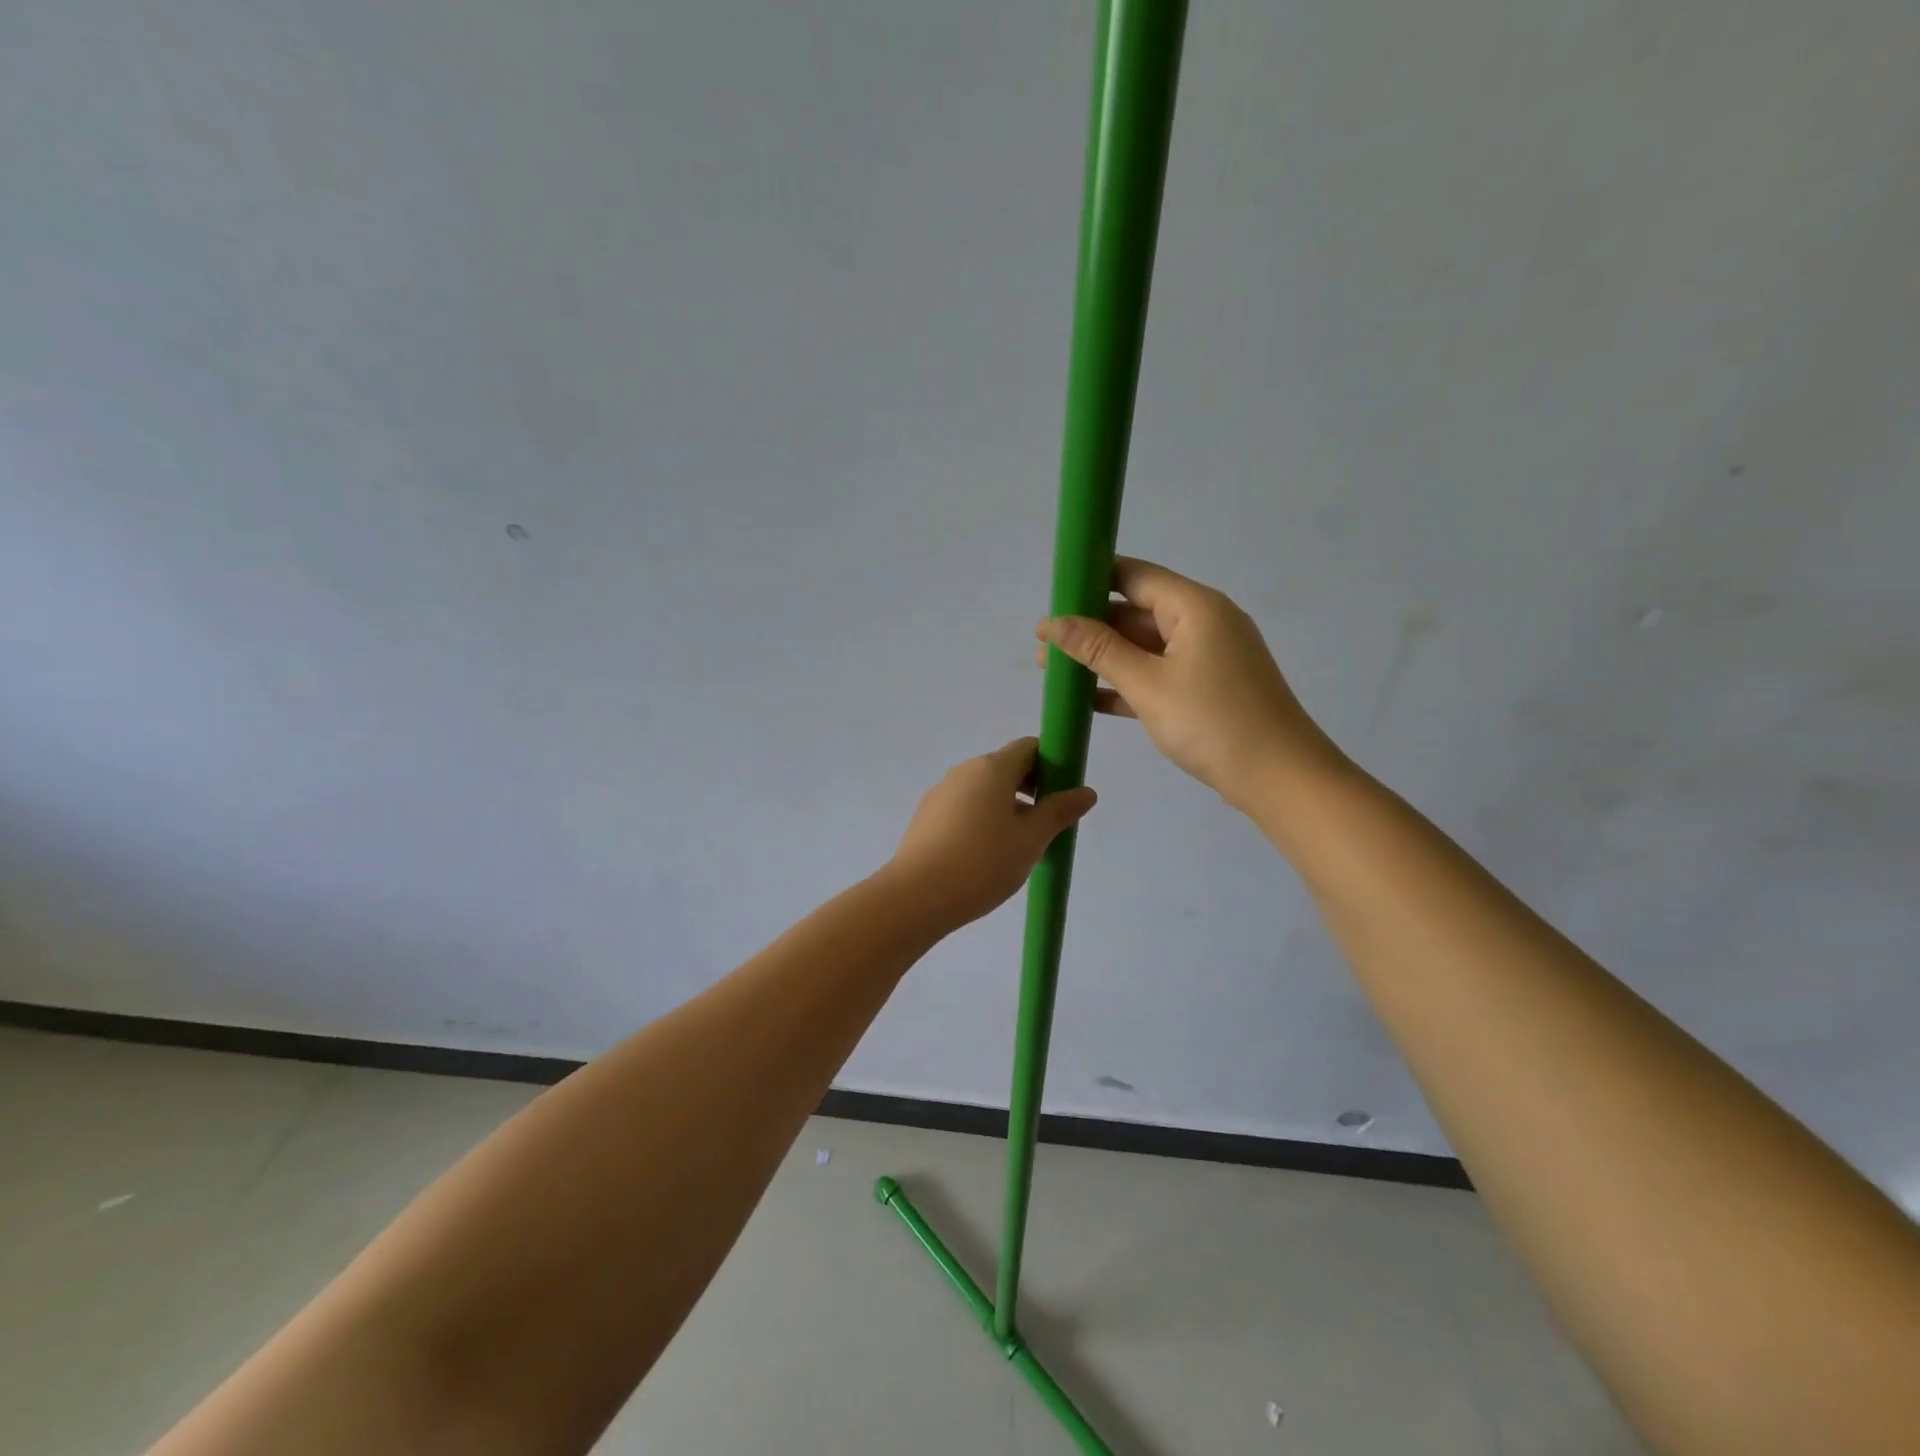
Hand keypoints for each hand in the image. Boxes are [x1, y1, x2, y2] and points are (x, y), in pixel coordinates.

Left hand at [887, 738, 1097, 927]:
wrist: (916, 896)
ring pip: (983, 790)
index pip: (1029, 748)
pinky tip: (985, 856)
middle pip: (1005, 767)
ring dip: (1006, 807)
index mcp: (992, 768)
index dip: (1052, 765)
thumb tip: (1086, 792)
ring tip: (1017, 847)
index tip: (1062, 795)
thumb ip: (1059, 812)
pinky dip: (981, 819)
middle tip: (1046, 826)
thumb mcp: (1031, 840)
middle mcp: (964, 771)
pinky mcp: (926, 816)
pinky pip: (963, 807)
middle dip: (1031, 789)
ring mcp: (941, 792)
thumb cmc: (982, 863)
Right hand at [1035, 557, 1343, 811]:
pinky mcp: (1208, 687)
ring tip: (1056, 672)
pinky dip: (1127, 682)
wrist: (1279, 778)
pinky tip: (1090, 698)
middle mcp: (1203, 622)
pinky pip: (1158, 673)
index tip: (1051, 596)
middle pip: (1136, 611)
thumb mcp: (1147, 684)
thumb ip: (1098, 650)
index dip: (1090, 580)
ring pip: (1144, 646)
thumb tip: (1051, 623)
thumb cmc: (1212, 722)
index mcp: (1194, 606)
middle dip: (1089, 627)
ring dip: (1103, 658)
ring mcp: (1208, 656)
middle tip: (1044, 647)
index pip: (1133, 575)